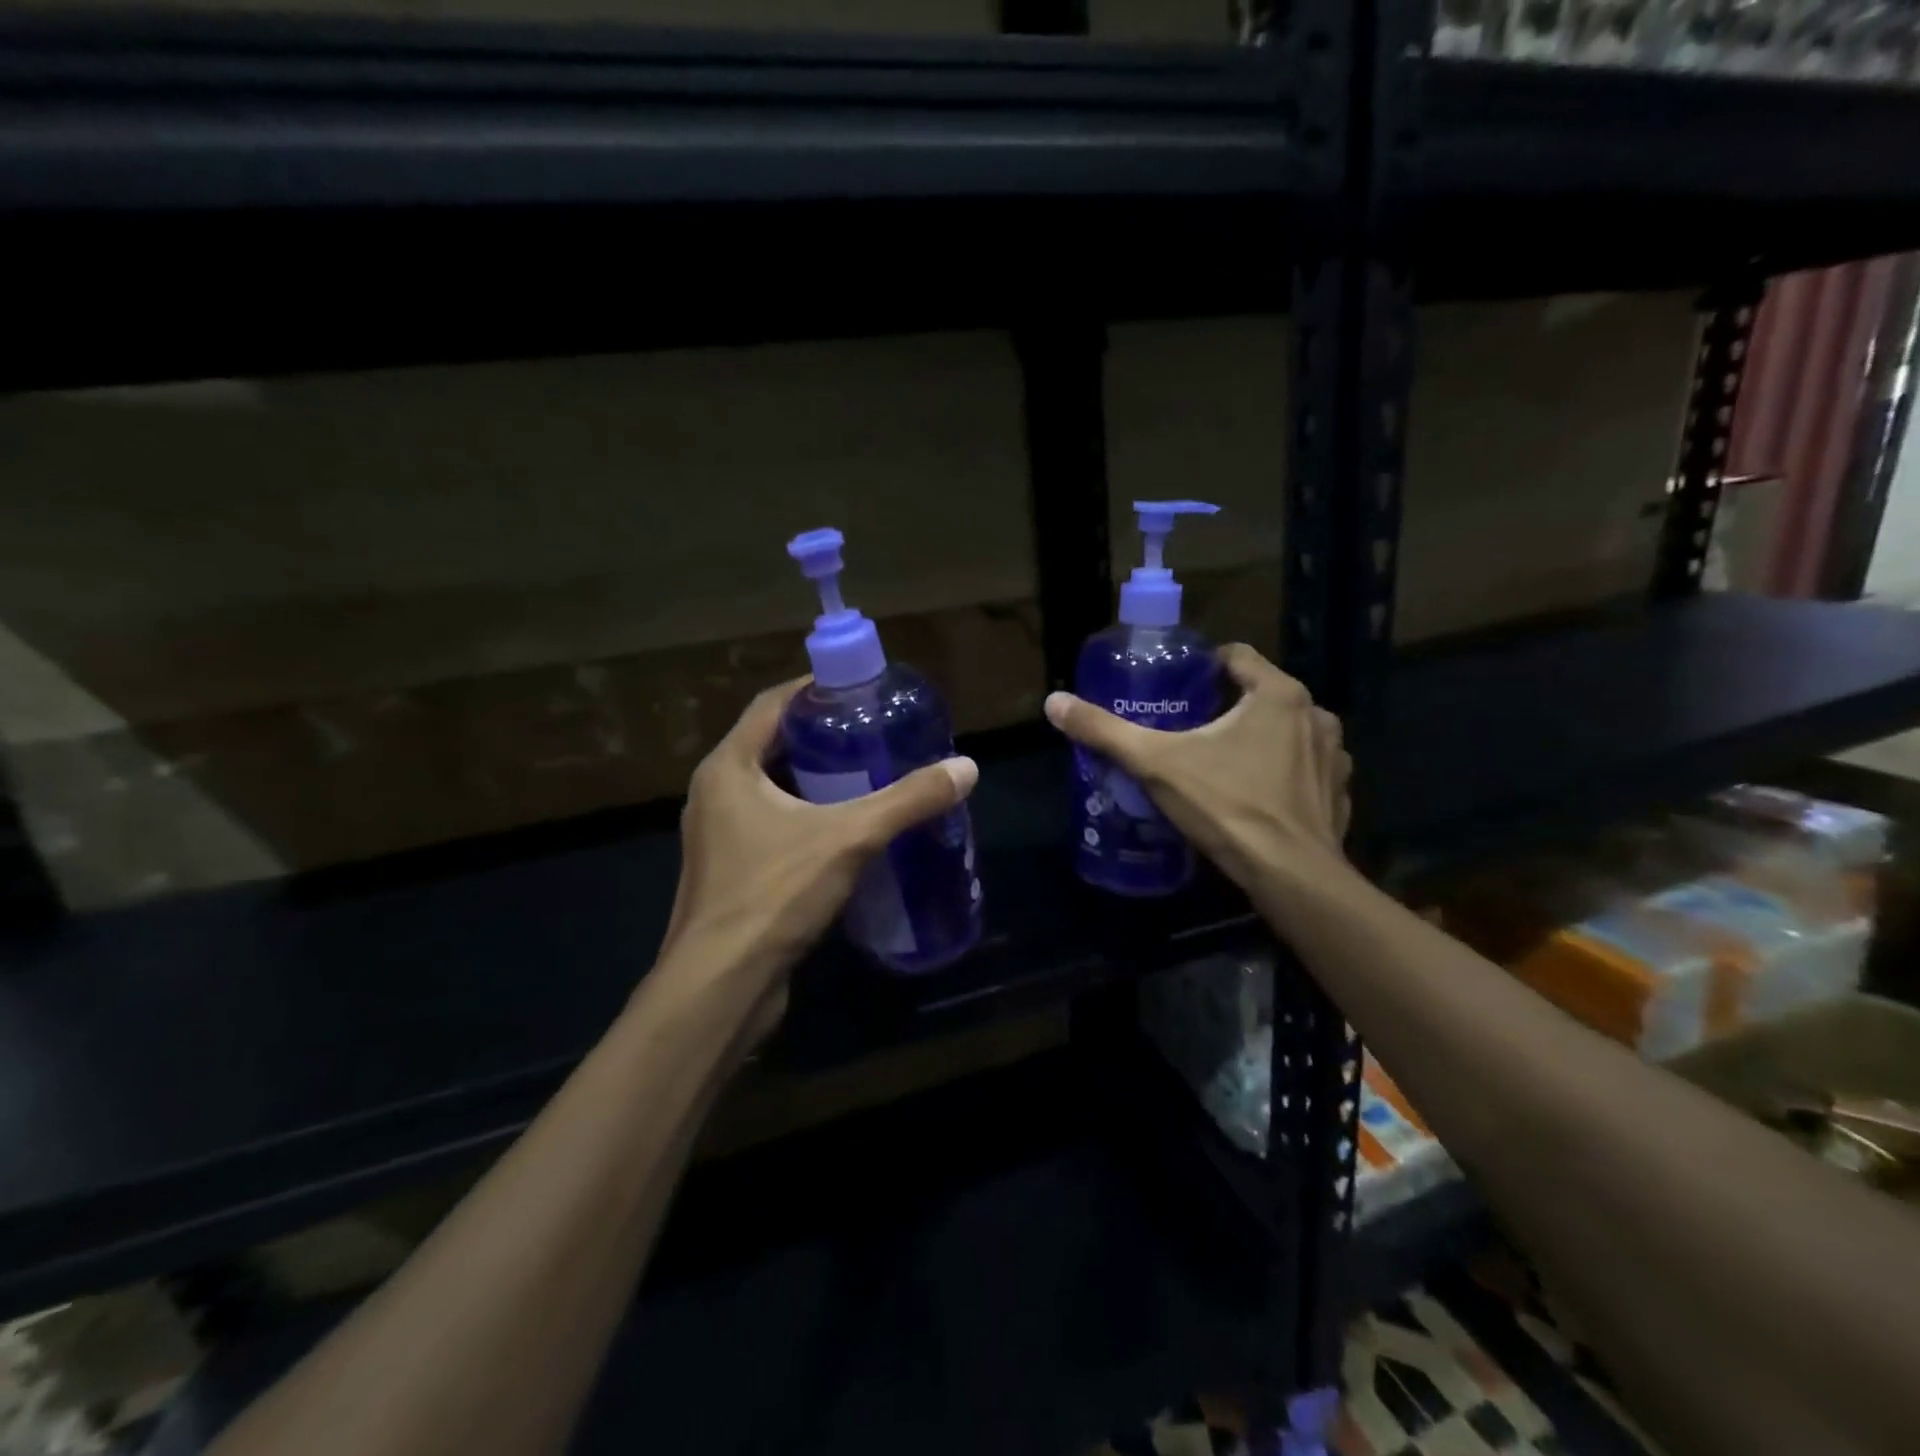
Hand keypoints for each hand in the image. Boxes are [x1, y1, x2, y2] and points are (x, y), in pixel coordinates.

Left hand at [654, 678, 978, 1030]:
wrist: (721, 986)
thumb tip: (966, 768)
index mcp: (728, 768)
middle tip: (874, 731)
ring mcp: (719, 835)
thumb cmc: (773, 894)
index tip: (861, 687)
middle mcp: (716, 793)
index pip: (772, 704)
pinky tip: (848, 830)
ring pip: (772, 788)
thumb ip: (907, 801)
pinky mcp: (731, 871)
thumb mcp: (849, 838)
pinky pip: (772, 824)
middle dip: (823, 735)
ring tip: (869, 774)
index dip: (815, 688)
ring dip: (816, 778)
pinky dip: (807, 815)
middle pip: (772, 744)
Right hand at [1044, 643, 1350, 895]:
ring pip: (1286, 731)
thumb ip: (1105, 731)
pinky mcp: (1339, 793)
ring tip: (1221, 762)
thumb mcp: (1156, 764)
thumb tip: (1054, 702)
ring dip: (1259, 739)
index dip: (1203, 667)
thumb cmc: (1227, 806)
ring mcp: (1334, 756)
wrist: (1291, 877)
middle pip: (1260, 694)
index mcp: (1278, 694)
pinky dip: (1283, 774)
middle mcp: (1315, 715)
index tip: (1176, 688)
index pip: (1236, 656)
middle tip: (1188, 729)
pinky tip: (1256, 796)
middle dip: (1226, 706)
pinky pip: (1305, 769)